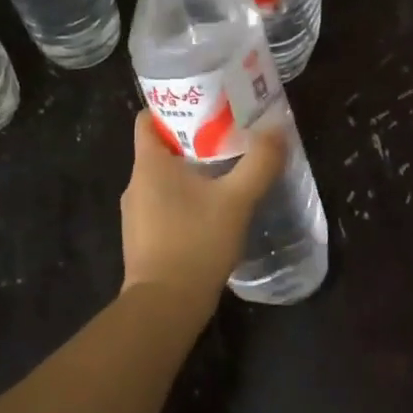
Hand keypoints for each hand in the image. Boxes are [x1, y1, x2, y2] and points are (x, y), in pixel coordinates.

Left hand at [120, 112, 287, 313]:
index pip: (148, 118)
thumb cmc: (196, 242)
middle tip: (229, 137)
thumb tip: (277, 129)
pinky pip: (164, 205)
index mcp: (149, 164)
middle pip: (160, 147)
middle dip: (193, 139)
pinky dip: (185, 199)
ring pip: (164, 178)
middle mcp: (135, 183)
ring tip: (226, 173)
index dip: (174, 106)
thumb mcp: (237, 199)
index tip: (207, 106)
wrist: (165, 306)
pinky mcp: (143, 238)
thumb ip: (259, 162)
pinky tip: (212, 211)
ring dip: (191, 172)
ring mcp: (135, 213)